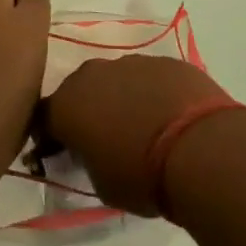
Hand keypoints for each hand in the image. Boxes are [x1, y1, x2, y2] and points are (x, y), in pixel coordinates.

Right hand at [42, 54, 232, 215]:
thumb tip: (92, 153)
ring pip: (117, 80)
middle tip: (106, 138)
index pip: (44, 118)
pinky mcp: (165, 61)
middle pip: (81, 91)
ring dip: (123, 98)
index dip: (53, 136)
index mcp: (66, 105)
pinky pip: (151, 78)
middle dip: (89, 110)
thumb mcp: (101, 184)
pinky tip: (173, 117)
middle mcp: (91, 75)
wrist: (201, 149)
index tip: (63, 152)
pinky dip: (155, 94)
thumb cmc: (142, 176)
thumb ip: (87, 161)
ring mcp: (130, 62)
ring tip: (146, 128)